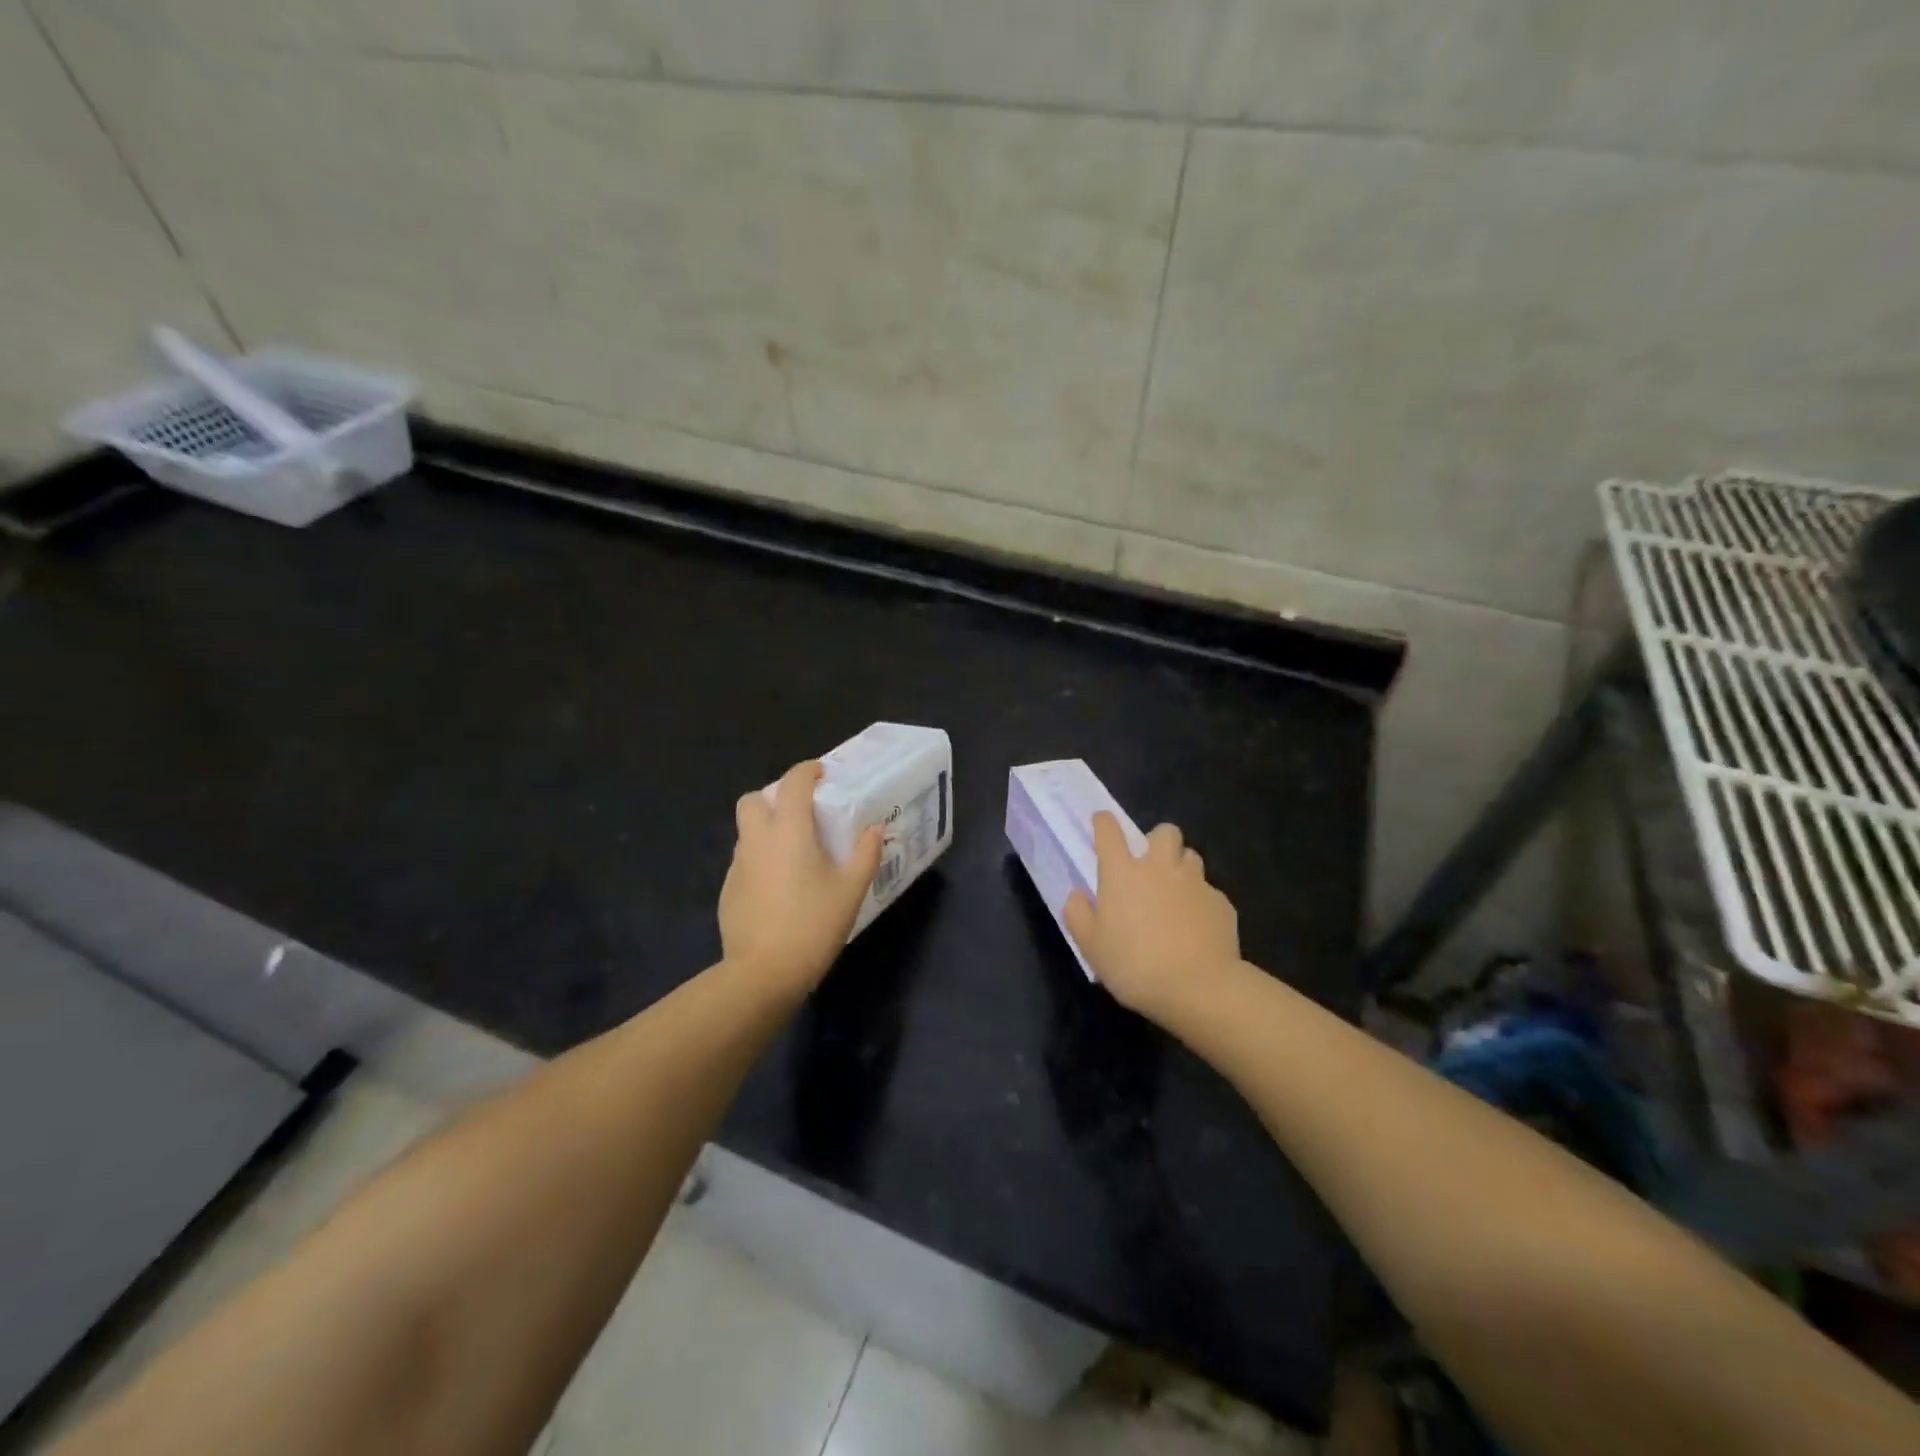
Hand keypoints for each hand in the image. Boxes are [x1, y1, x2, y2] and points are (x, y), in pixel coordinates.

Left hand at [720, 760, 881, 996]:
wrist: (763, 973)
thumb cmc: (813, 924)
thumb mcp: (851, 890)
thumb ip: (865, 854)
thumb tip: (874, 829)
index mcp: (789, 831)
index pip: (793, 782)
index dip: (807, 771)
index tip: (822, 775)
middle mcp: (757, 840)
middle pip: (753, 800)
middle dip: (773, 798)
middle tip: (800, 815)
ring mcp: (737, 866)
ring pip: (746, 832)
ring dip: (766, 829)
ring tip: (793, 853)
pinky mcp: (727, 891)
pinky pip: (743, 862)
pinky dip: (759, 861)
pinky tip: (778, 888)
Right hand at [1064, 815, 1240, 1018]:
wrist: (1198, 987)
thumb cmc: (1134, 965)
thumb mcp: (1090, 946)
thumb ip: (1078, 914)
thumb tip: (1078, 894)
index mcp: (1122, 873)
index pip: (1109, 831)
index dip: (1103, 822)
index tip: (1101, 823)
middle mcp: (1159, 867)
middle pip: (1164, 832)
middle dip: (1157, 840)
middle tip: (1150, 865)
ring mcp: (1195, 882)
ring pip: (1191, 856)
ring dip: (1181, 867)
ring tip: (1175, 894)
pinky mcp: (1221, 903)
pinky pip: (1209, 892)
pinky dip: (1200, 902)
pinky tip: (1196, 927)